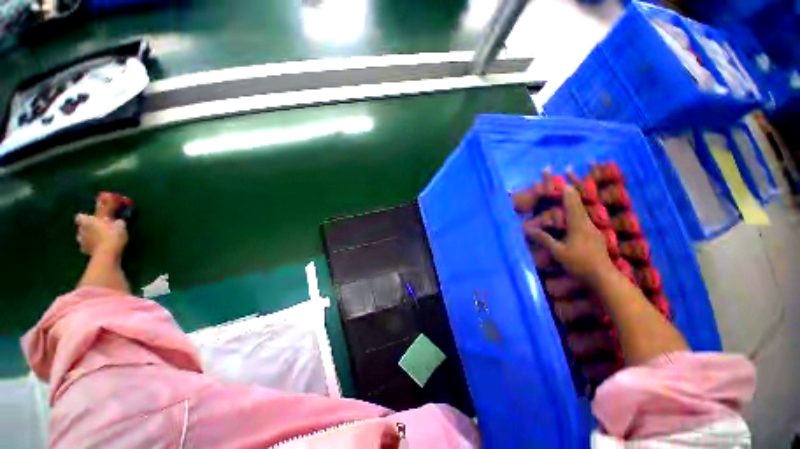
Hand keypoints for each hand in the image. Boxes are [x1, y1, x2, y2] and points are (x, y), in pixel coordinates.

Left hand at [75, 213, 127, 256]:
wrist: (107, 254)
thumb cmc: (112, 236)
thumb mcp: (120, 226)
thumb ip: (116, 223)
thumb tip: (118, 221)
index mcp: (87, 221)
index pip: (81, 216)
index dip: (87, 218)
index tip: (94, 220)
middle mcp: (81, 230)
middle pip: (82, 228)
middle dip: (88, 228)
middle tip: (99, 230)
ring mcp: (81, 242)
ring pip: (82, 238)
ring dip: (88, 238)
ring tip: (99, 240)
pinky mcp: (84, 251)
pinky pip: (86, 247)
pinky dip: (91, 247)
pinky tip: (99, 248)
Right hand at [525, 183, 615, 285]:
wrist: (604, 277)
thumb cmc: (579, 263)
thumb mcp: (558, 252)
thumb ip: (544, 239)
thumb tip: (527, 229)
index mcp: (578, 225)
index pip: (572, 203)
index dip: (566, 190)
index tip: (561, 180)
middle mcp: (587, 223)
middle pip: (579, 203)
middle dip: (571, 192)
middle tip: (564, 182)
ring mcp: (593, 229)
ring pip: (582, 211)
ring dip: (574, 202)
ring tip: (566, 197)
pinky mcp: (595, 236)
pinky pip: (584, 219)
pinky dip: (576, 212)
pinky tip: (572, 218)